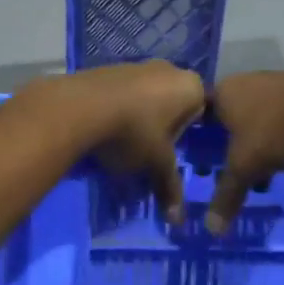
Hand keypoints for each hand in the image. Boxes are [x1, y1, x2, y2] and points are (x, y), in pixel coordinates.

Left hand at [52, 62, 205, 222]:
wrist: (82, 106)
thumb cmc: (134, 132)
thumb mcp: (156, 164)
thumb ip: (170, 186)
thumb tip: (178, 219)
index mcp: (190, 86)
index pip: (201, 112)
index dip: (187, 135)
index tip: (173, 153)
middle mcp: (169, 69)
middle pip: (173, 103)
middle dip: (163, 127)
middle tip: (150, 152)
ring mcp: (137, 65)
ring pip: (147, 96)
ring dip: (140, 118)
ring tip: (125, 143)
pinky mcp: (109, 68)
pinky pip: (123, 92)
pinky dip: (120, 108)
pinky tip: (106, 129)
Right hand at [206, 72, 283, 233]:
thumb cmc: (274, 131)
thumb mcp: (245, 167)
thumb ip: (226, 195)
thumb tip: (211, 230)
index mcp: (222, 93)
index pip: (199, 115)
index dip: (197, 140)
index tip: (200, 161)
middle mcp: (243, 82)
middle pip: (228, 118)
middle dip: (228, 146)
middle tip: (230, 170)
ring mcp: (273, 84)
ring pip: (255, 119)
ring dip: (255, 144)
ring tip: (261, 173)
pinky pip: (278, 118)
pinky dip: (277, 137)